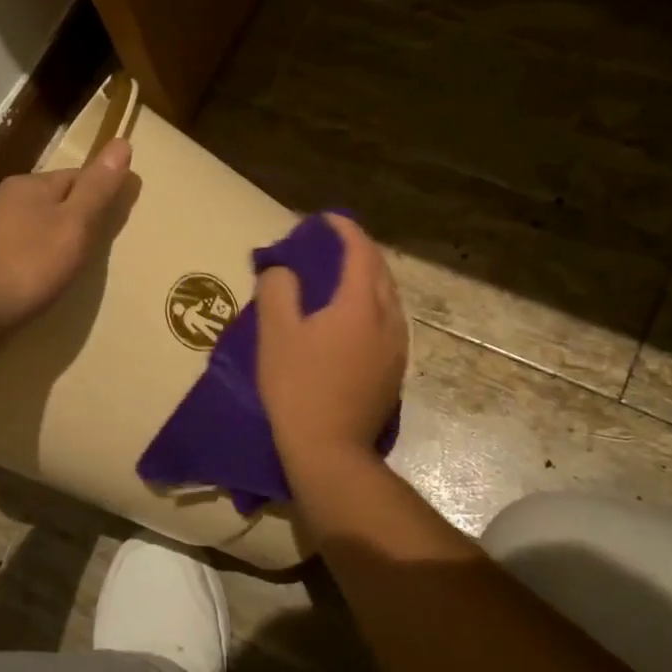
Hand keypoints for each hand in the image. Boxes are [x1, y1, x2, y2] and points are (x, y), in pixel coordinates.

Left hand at [0, 138, 132, 340]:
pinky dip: (39, 257)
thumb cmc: (27, 266)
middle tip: (102, 246)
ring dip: (59, 238)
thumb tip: (122, 141)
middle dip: (80, 217)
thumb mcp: (74, 226)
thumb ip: (98, 189)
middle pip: (58, 199)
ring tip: (77, 264)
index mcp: (32, 184)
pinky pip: (22, 247)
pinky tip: (44, 277)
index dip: (103, 194)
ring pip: (38, 224)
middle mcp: (8, 198)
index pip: (80, 176)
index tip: (121, 218)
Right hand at [256, 213, 407, 469]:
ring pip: (388, 298)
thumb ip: (278, 290)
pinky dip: (371, 305)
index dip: (344, 229)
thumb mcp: (275, 334)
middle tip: (330, 246)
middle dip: (358, 251)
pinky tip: (352, 318)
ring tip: (340, 278)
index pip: (360, 251)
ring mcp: (397, 348)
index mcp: (360, 304)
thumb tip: (283, 270)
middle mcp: (388, 319)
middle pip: (380, 271)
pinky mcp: (395, 371)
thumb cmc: (298, 388)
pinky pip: (387, 322)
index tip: (324, 220)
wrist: (330, 451)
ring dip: (367, 279)